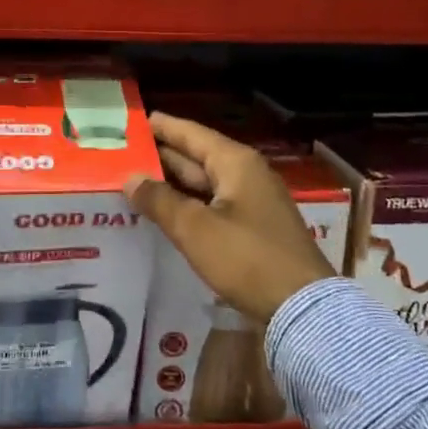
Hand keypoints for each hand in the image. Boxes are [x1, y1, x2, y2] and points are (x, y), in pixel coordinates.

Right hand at [124, 112, 334, 322]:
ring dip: (173, 183)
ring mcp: (253, 202)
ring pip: (204, 184)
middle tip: (125, 153)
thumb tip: (130, 178)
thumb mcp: (195, 229)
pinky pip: (213, 205)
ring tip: (135, 181)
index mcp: (235, 163)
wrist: (302, 307)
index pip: (191, 134)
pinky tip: (165, 212)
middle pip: (197, 157)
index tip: (133, 121)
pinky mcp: (254, 228)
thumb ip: (160, 200)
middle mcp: (246, 174)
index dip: (162, 126)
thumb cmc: (247, 258)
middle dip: (162, 155)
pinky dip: (188, 204)